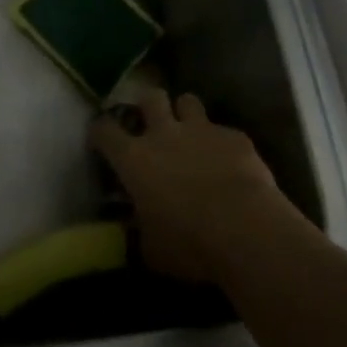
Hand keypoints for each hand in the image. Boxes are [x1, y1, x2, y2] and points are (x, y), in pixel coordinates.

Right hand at [90, 89, 290, 285]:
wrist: (246, 231)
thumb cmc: (190, 243)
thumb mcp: (152, 249)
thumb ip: (140, 232)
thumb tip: (137, 231)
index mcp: (135, 159)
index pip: (104, 131)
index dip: (100, 132)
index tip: (101, 139)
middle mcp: (164, 134)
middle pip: (149, 97)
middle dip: (149, 106)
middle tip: (153, 124)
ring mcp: (202, 130)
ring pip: (188, 101)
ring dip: (186, 114)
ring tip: (192, 134)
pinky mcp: (235, 137)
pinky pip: (225, 131)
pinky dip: (223, 144)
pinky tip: (232, 164)